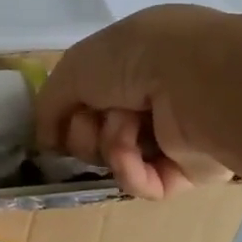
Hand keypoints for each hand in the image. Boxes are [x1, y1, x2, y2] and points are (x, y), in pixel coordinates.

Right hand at [35, 4, 237, 199]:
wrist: (196, 82)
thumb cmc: (134, 60)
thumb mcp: (75, 66)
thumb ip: (50, 102)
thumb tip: (45, 140)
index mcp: (134, 59)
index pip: (89, 93)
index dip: (68, 110)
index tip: (56, 121)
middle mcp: (155, 93)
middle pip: (97, 129)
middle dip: (86, 129)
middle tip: (93, 121)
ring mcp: (174, 132)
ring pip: (118, 157)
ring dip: (110, 146)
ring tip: (124, 131)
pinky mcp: (191, 170)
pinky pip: (144, 182)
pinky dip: (131, 172)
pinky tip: (135, 156)